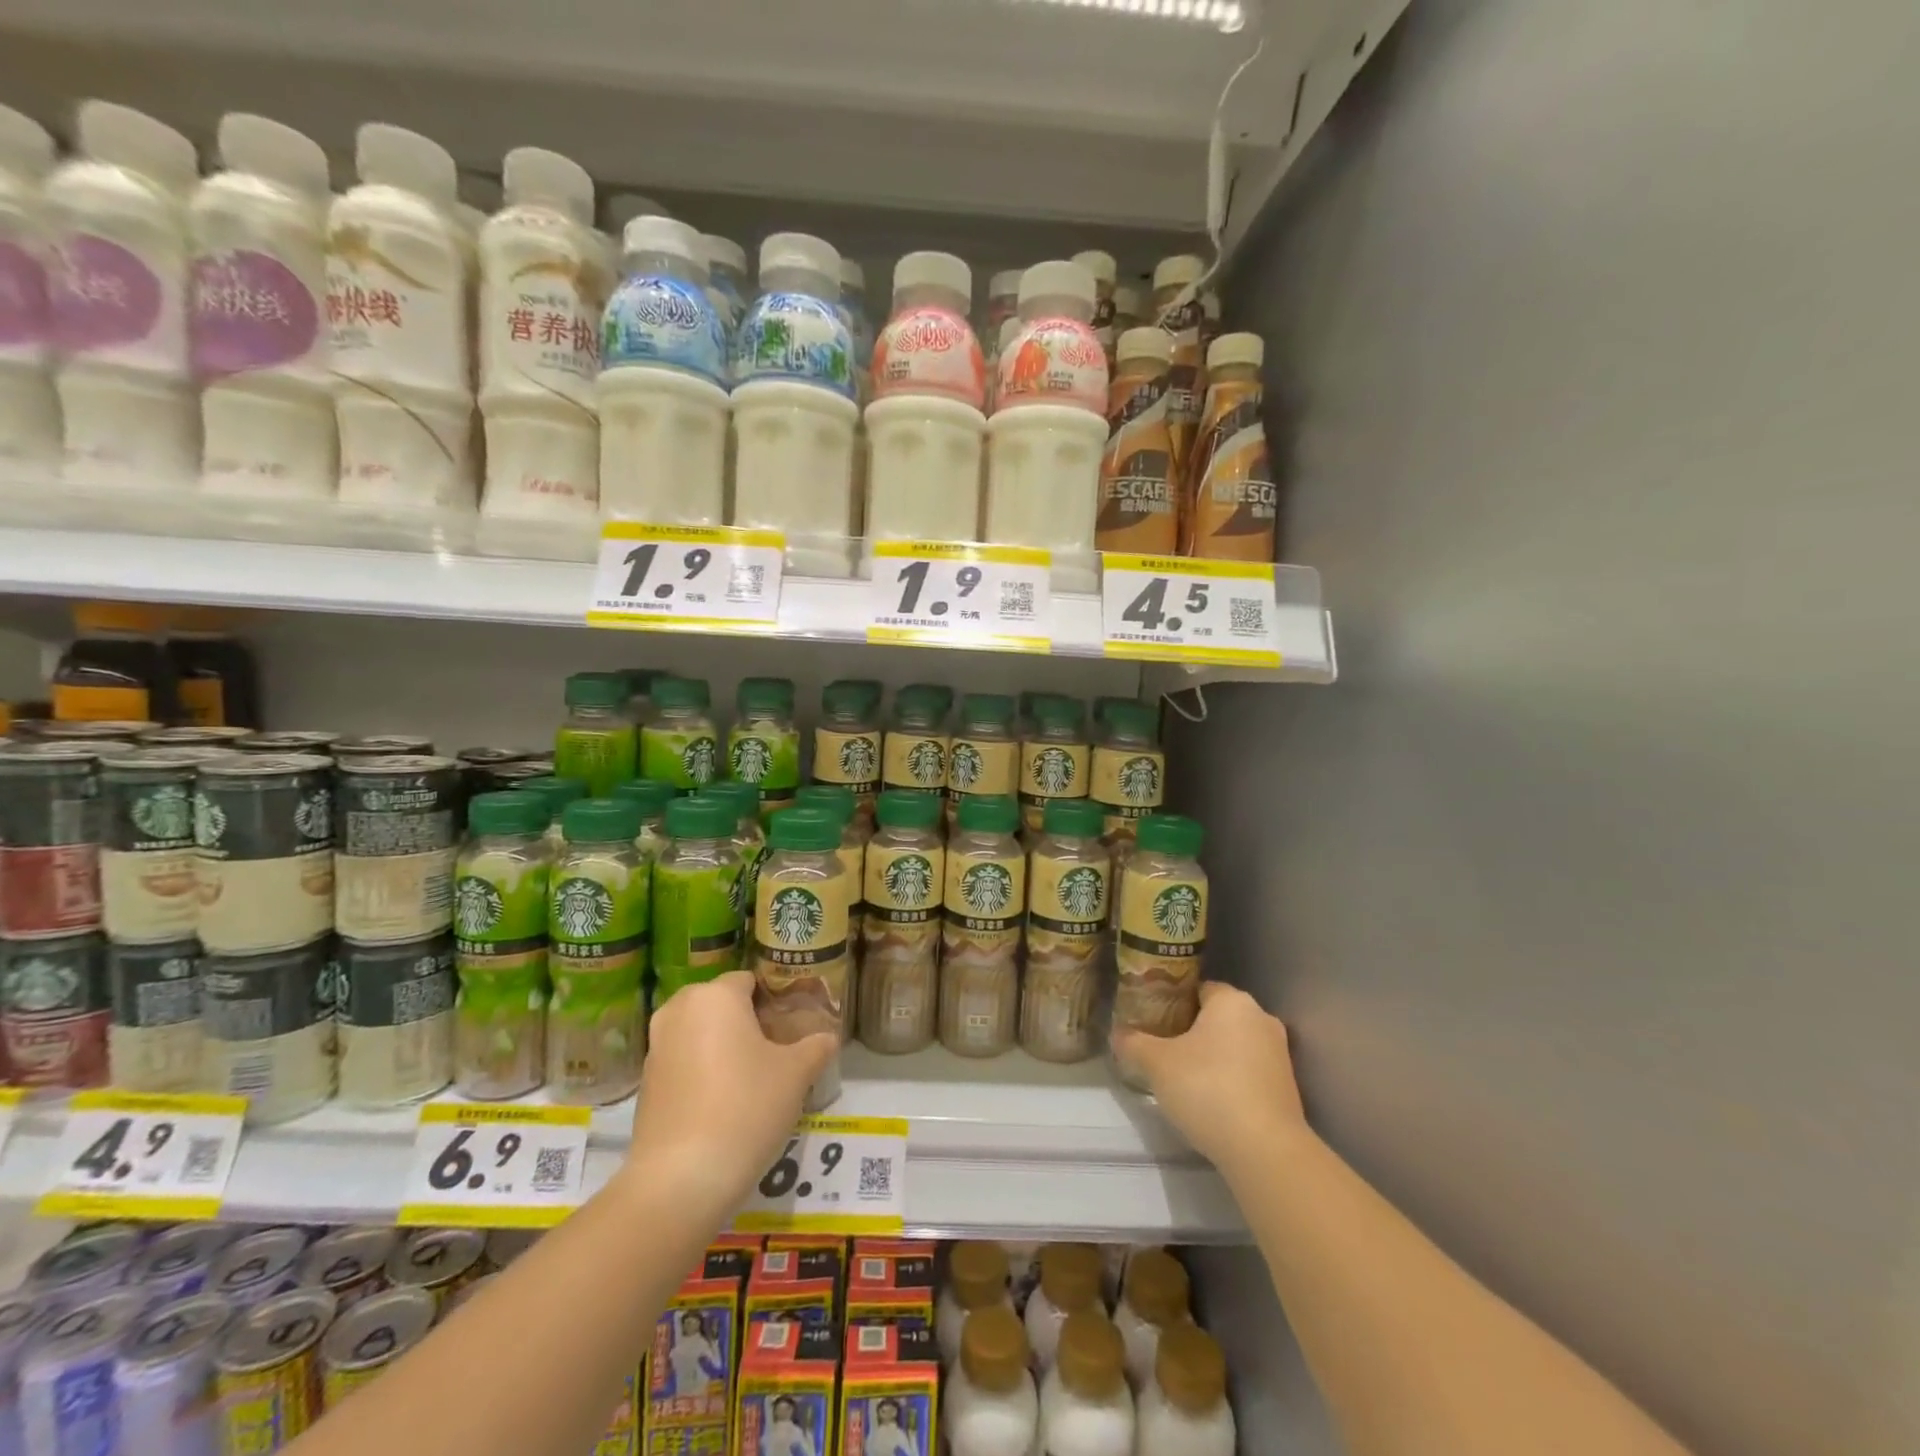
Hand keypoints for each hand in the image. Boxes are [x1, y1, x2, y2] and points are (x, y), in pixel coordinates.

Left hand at [627, 972, 836, 1210]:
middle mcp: (679, 1010)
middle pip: (721, 1004)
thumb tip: (827, 1038)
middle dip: (747, 1022)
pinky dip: (702, 1072)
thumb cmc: (747, 1107)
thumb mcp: (796, 1074)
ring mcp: (657, 1047)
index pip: (750, 981)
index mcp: (716, 995)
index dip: (774, 1000)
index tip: (793, 1027)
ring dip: (723, 1047)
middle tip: (776, 1052)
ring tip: (752, 1079)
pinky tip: (724, 1104)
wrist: (681, 1179)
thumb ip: (816, 1047)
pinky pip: (683, 1062)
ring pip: (700, 1033)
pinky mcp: (645, 1084)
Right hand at [1115, 982, 1307, 1174]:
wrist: (1265, 1150)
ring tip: (1182, 1076)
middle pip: (1216, 1015)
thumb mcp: (1156, 1064)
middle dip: (1190, 1029)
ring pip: (1234, 1043)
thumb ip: (1133, 1043)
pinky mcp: (1287, 1086)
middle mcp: (1261, 1018)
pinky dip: (1230, 1077)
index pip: (1197, 988)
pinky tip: (1210, 1098)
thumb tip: (1116, 1034)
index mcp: (1232, 1001)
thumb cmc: (1207, 1089)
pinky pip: (1249, 1069)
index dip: (1172, 1002)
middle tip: (1162, 1047)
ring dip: (1212, 1055)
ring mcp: (1279, 1053)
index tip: (1152, 1020)